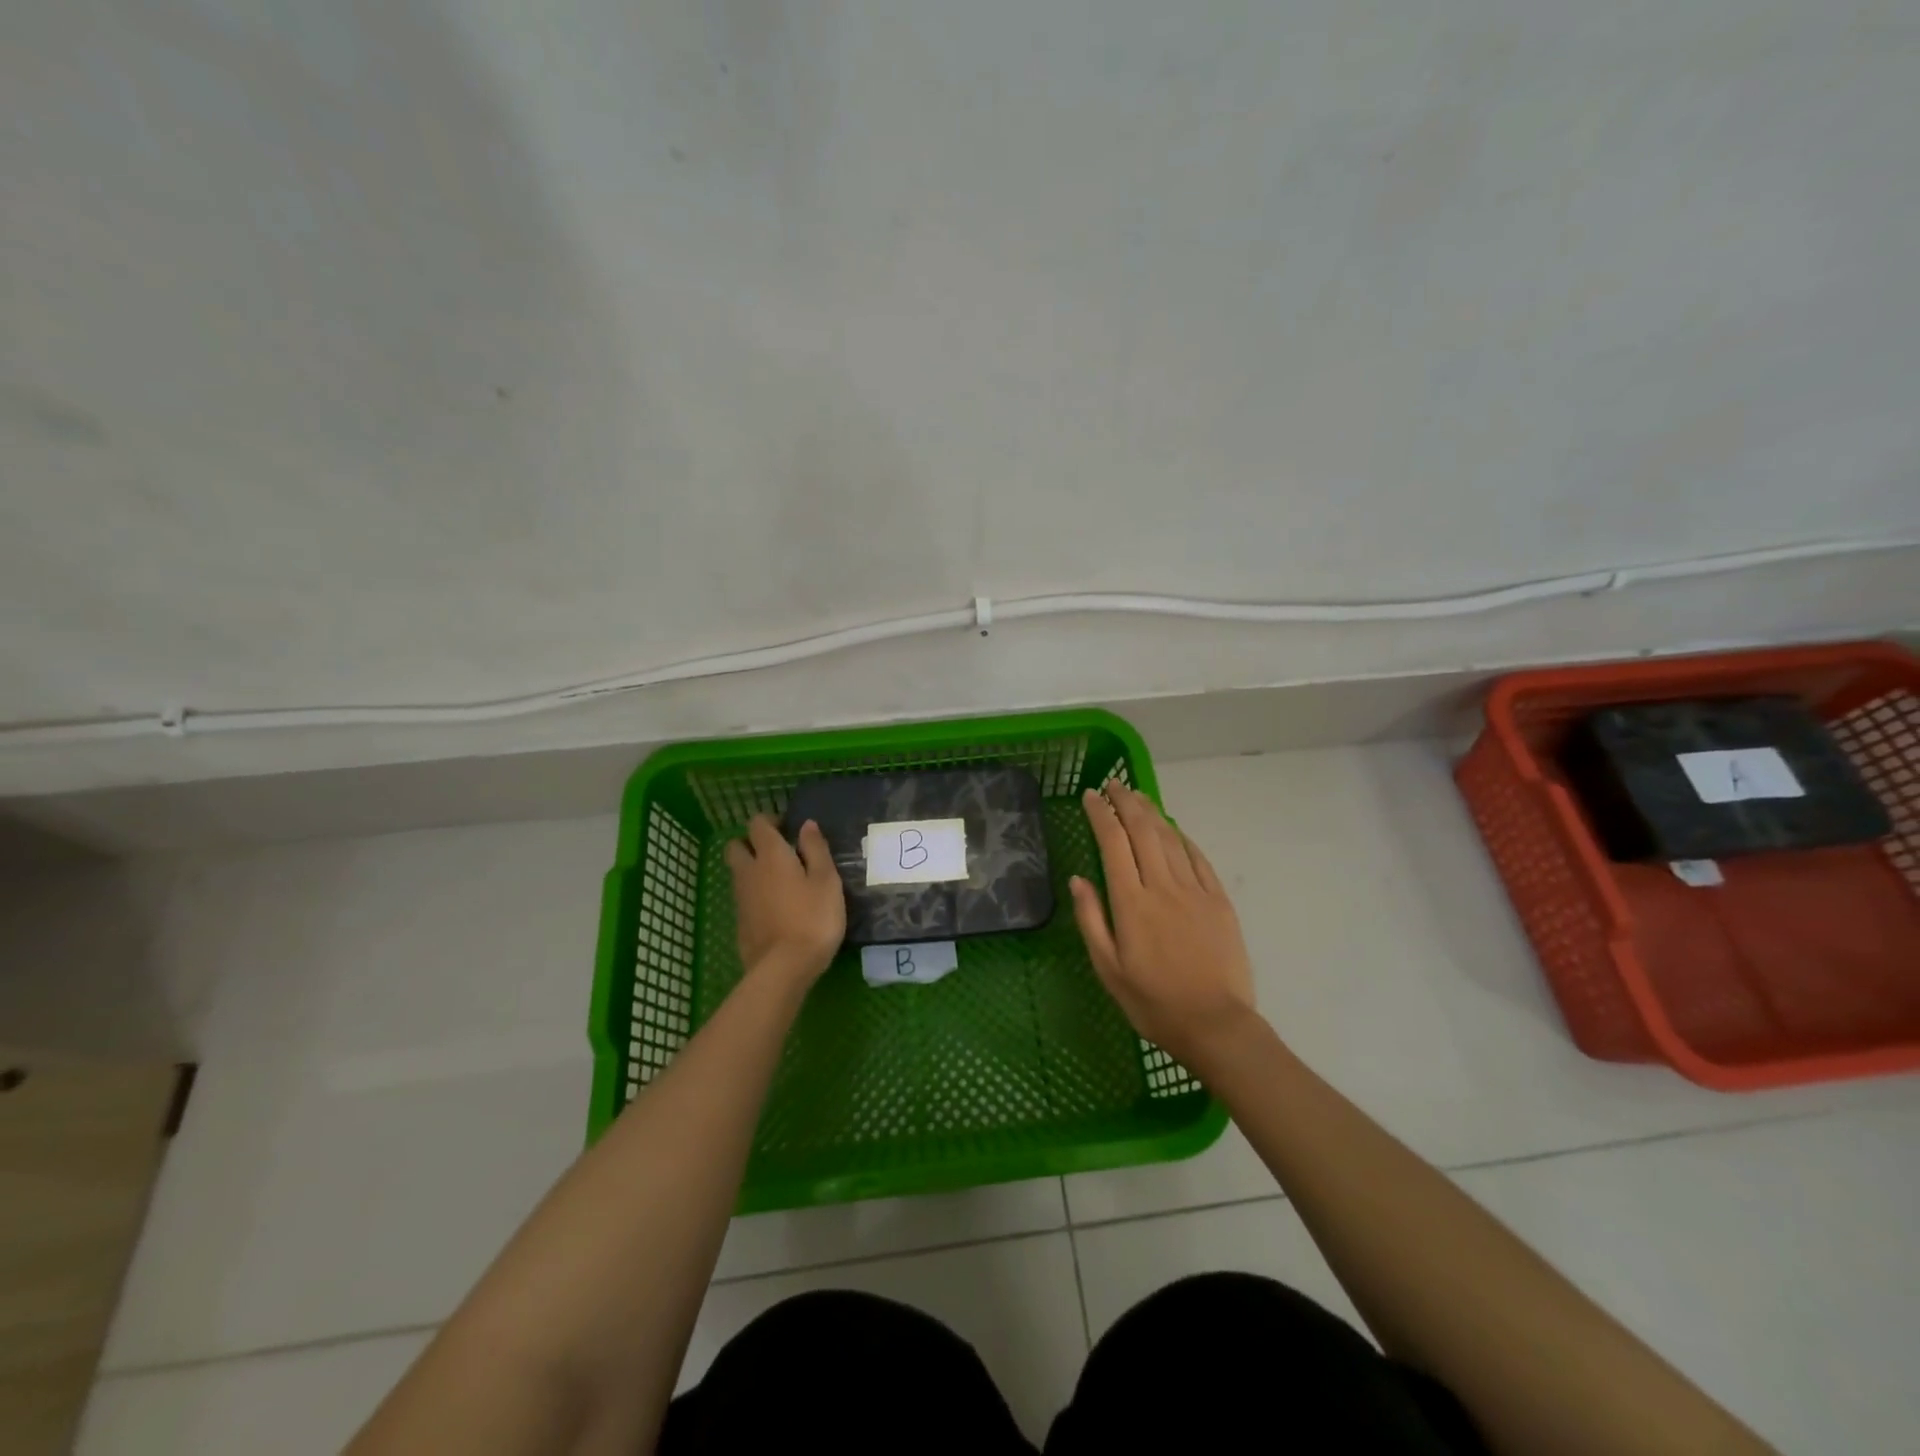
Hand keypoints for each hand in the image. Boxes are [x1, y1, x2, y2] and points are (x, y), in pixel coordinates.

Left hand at [725, 816, 845, 986]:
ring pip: (738, 872)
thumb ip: (816, 849)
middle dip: (752, 843)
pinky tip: (777, 907)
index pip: (758, 824)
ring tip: (782, 881)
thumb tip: (807, 824)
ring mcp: (741, 899)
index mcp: (771, 855)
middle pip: (736, 846)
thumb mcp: (827, 880)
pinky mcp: (740, 923)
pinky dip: (755, 894)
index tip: (789, 829)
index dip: (770, 821)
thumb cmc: (813, 918)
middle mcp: (749, 872)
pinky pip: (743, 897)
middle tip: (778, 852)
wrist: (784, 968)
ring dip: (753, 869)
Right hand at [1070, 783, 1258, 1069]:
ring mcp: (1195, 891)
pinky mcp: (1219, 901)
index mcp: (1131, 903)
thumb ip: (1091, 920)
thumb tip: (1078, 879)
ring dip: (1152, 812)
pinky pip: (1199, 858)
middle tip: (1115, 784)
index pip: (1112, 843)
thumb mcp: (1108, 969)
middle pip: (1142, 831)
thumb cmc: (1153, 1003)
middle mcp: (1162, 887)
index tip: (1091, 796)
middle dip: (1126, 802)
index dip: (1101, 814)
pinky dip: (1182, 837)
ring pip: (1170, 839)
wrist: (1216, 1025)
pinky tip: (1173, 828)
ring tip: (1139, 796)